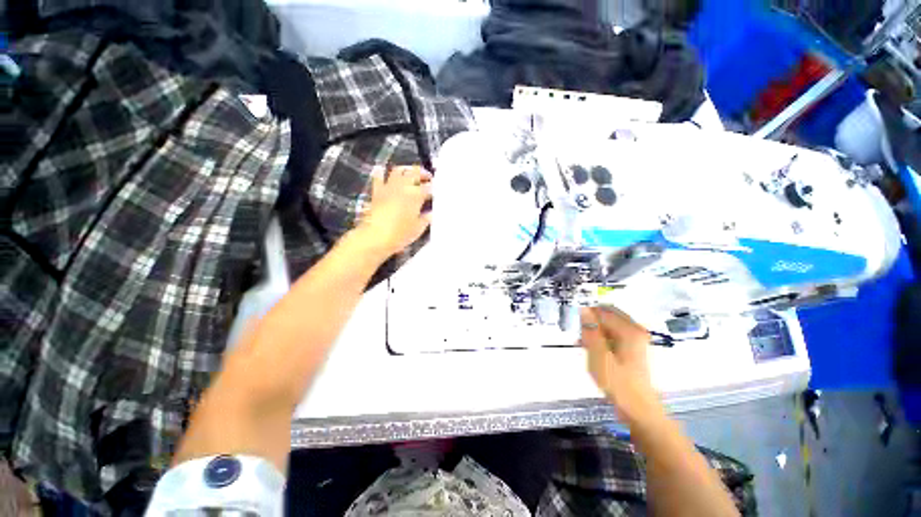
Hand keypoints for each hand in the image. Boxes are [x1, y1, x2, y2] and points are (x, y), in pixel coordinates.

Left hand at [357, 165, 432, 257]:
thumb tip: (430, 213)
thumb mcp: (417, 229)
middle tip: (428, 177)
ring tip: (410, 172)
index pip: (428, 188)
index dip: (433, 188)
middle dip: (423, 173)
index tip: (437, 191)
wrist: (375, 237)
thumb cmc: (400, 234)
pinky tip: (381, 169)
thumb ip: (425, 219)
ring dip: (406, 169)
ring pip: (398, 171)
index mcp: (416, 196)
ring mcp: (389, 188)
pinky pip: (378, 178)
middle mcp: (403, 187)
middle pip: (415, 173)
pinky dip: (380, 172)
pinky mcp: (376, 192)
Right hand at [580, 306, 660, 422]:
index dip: (586, 317)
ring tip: (584, 345)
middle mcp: (634, 329)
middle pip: (606, 315)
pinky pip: (613, 333)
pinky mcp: (633, 346)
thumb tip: (584, 309)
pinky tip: (592, 349)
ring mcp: (635, 338)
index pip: (602, 311)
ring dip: (594, 331)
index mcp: (629, 330)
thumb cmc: (618, 382)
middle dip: (591, 322)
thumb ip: (591, 330)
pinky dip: (601, 338)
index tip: (576, 328)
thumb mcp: (599, 355)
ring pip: (608, 324)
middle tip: (581, 337)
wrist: (638, 408)